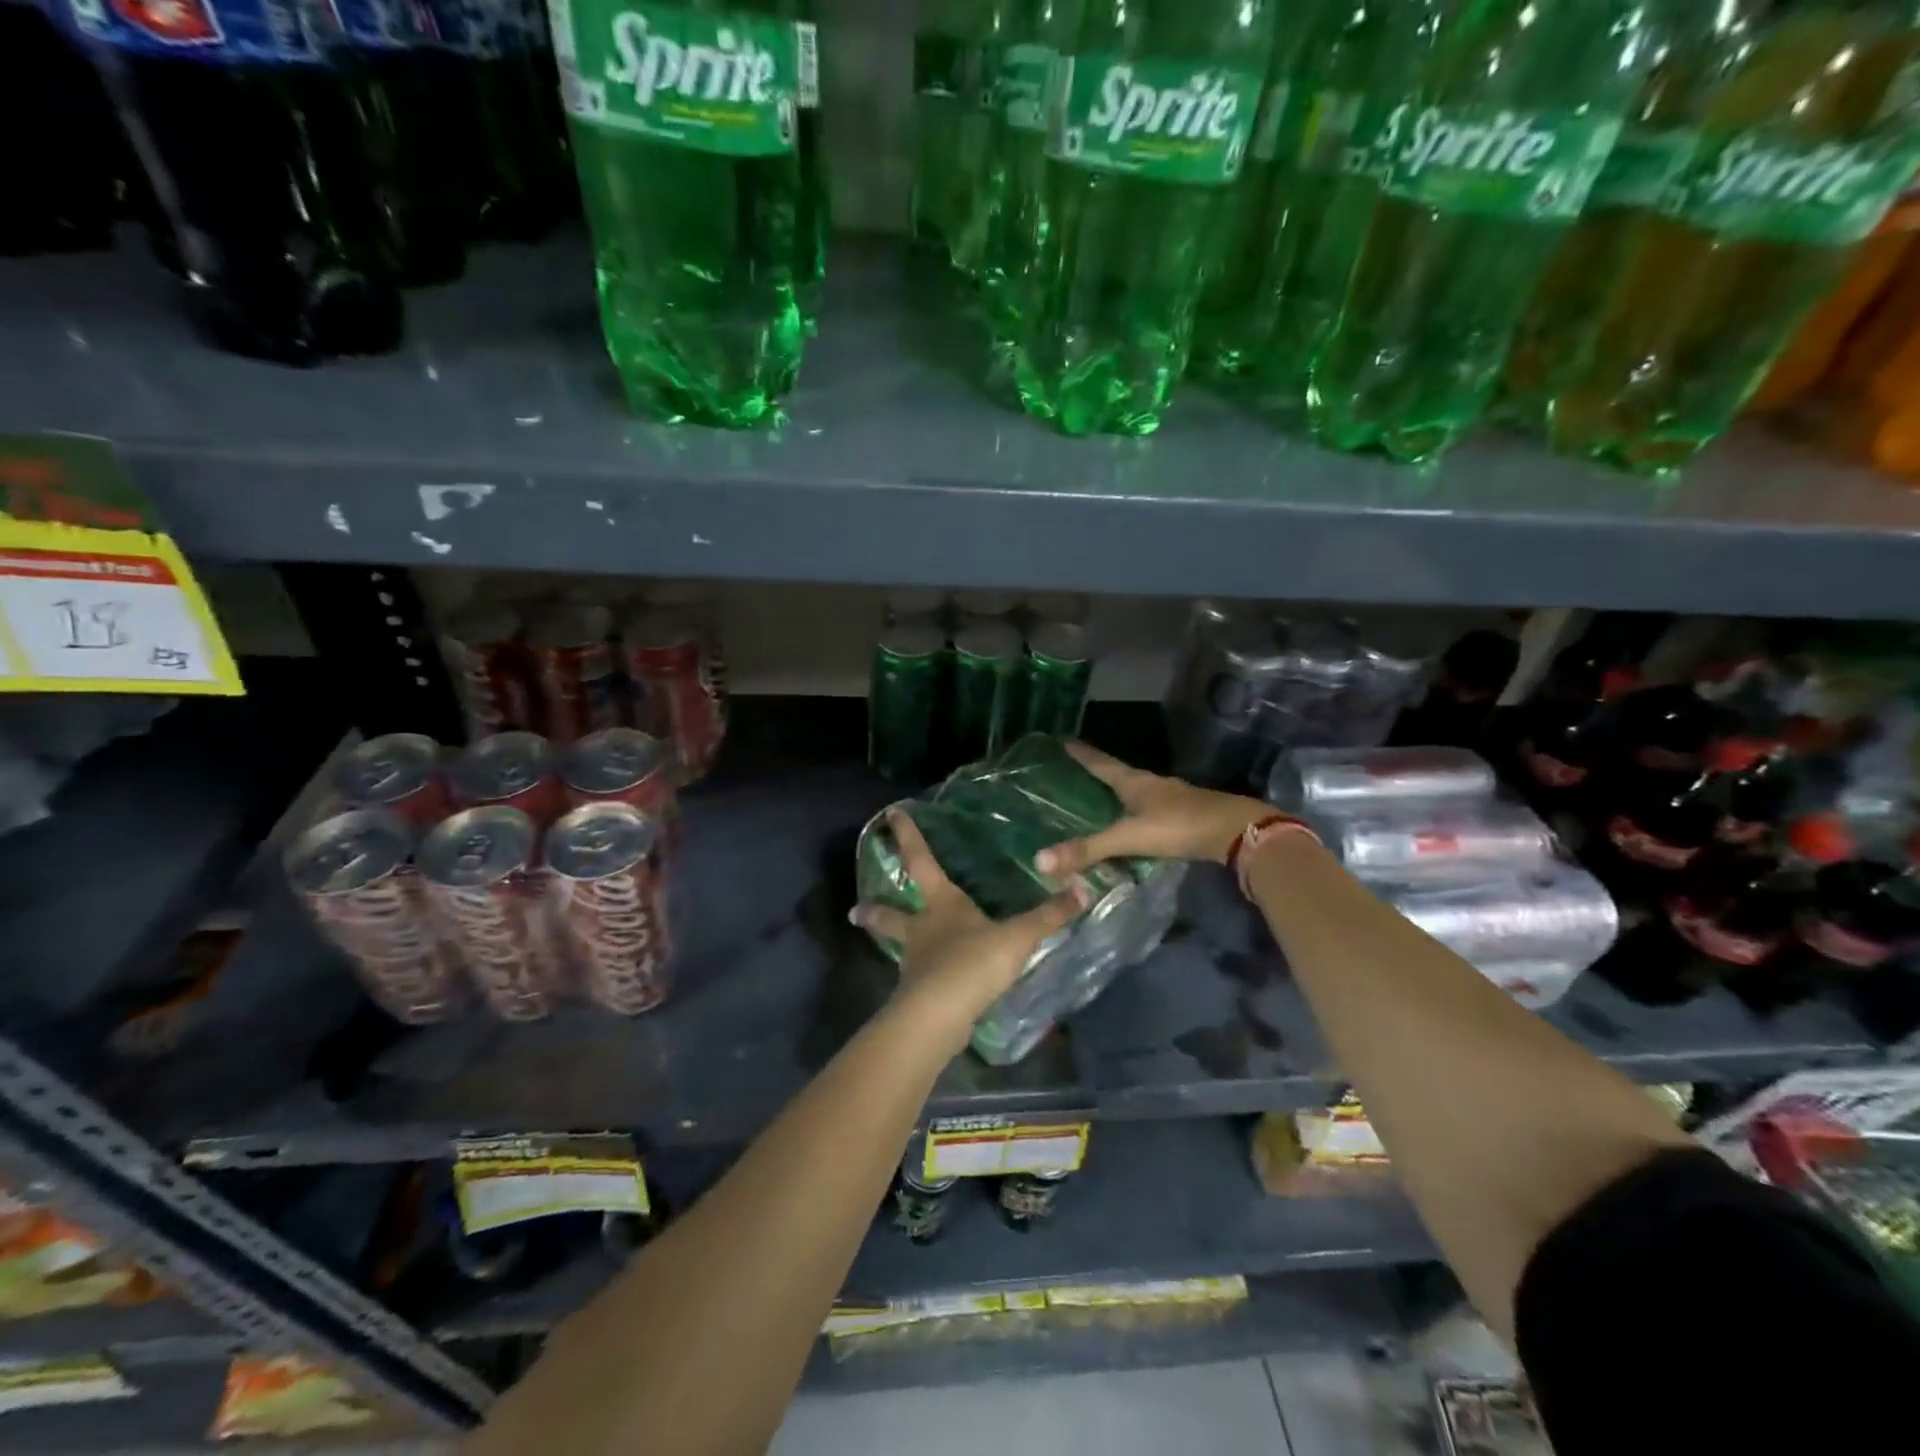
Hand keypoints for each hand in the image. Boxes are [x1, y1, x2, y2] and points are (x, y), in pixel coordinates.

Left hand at [853, 809, 1085, 1039]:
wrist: (940, 1015)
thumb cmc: (973, 963)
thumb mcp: (1017, 937)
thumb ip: (1049, 916)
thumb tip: (1083, 888)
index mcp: (942, 905)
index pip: (921, 862)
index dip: (908, 837)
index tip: (889, 815)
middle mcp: (922, 930)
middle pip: (892, 915)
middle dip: (876, 910)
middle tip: (856, 910)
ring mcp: (916, 963)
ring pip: (901, 947)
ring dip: (893, 943)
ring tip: (895, 946)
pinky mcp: (919, 994)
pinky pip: (918, 978)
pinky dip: (919, 976)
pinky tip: (928, 982)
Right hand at [1035, 742, 1272, 874]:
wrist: (1237, 832)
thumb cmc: (1180, 825)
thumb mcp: (1130, 837)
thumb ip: (1089, 849)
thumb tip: (1039, 860)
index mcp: (1134, 782)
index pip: (1100, 762)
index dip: (1081, 753)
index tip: (1062, 740)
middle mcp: (1150, 784)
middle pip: (1116, 774)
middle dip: (1094, 771)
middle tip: (1070, 771)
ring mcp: (1169, 799)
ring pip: (1133, 792)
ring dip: (1114, 793)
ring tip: (1093, 798)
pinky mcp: (1182, 816)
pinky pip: (1147, 809)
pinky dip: (1131, 813)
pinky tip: (1128, 823)